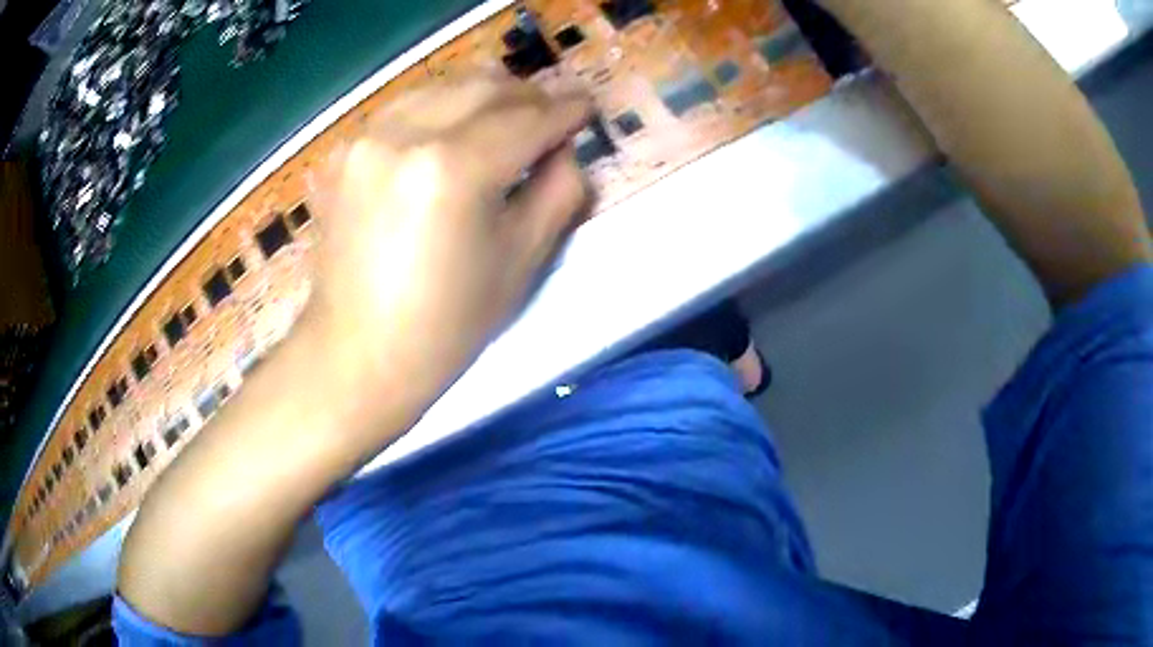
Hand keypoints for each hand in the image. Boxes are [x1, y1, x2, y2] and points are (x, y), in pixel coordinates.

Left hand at [303, 73, 592, 440]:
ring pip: (443, 88)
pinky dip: (442, 109)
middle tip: (551, 113)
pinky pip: (406, 108)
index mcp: (454, 168)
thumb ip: (558, 191)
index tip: (586, 106)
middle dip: (528, 95)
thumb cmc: (446, 324)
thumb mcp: (522, 261)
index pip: (527, 119)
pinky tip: (454, 131)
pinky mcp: (346, 153)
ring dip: (485, 94)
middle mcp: (405, 135)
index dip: (565, 110)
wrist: (357, 353)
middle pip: (484, 88)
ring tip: (509, 117)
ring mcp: (367, 139)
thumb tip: (564, 148)